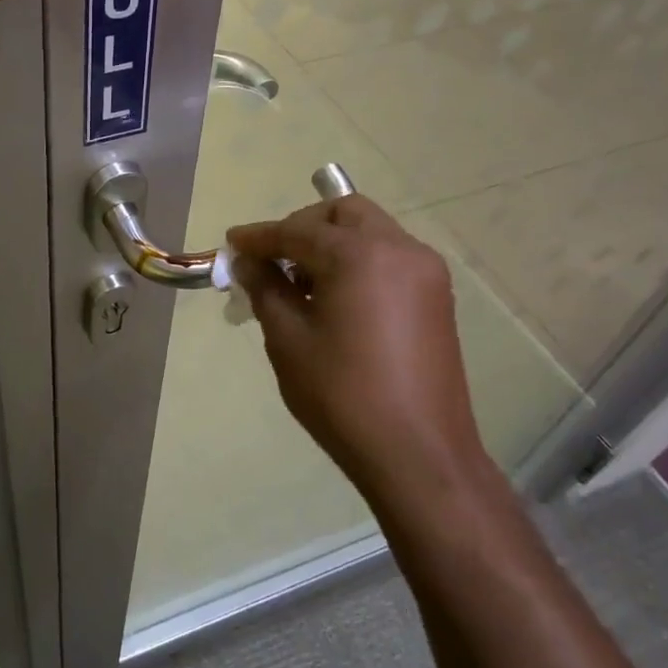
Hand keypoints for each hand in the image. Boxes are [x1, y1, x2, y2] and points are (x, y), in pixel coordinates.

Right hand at [228, 196, 485, 494]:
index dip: (259, 236)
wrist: (418, 454)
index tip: (231, 244)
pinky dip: (357, 262)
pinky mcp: (436, 297)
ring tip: (300, 284)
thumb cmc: (343, 395)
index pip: (298, 230)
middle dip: (302, 226)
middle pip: (344, 213)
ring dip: (331, 243)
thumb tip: (248, 262)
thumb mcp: (288, 339)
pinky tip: (334, 299)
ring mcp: (425, 272)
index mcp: (361, 255)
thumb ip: (266, 288)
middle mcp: (400, 249)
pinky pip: (388, 259)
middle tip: (273, 259)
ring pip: (370, 232)